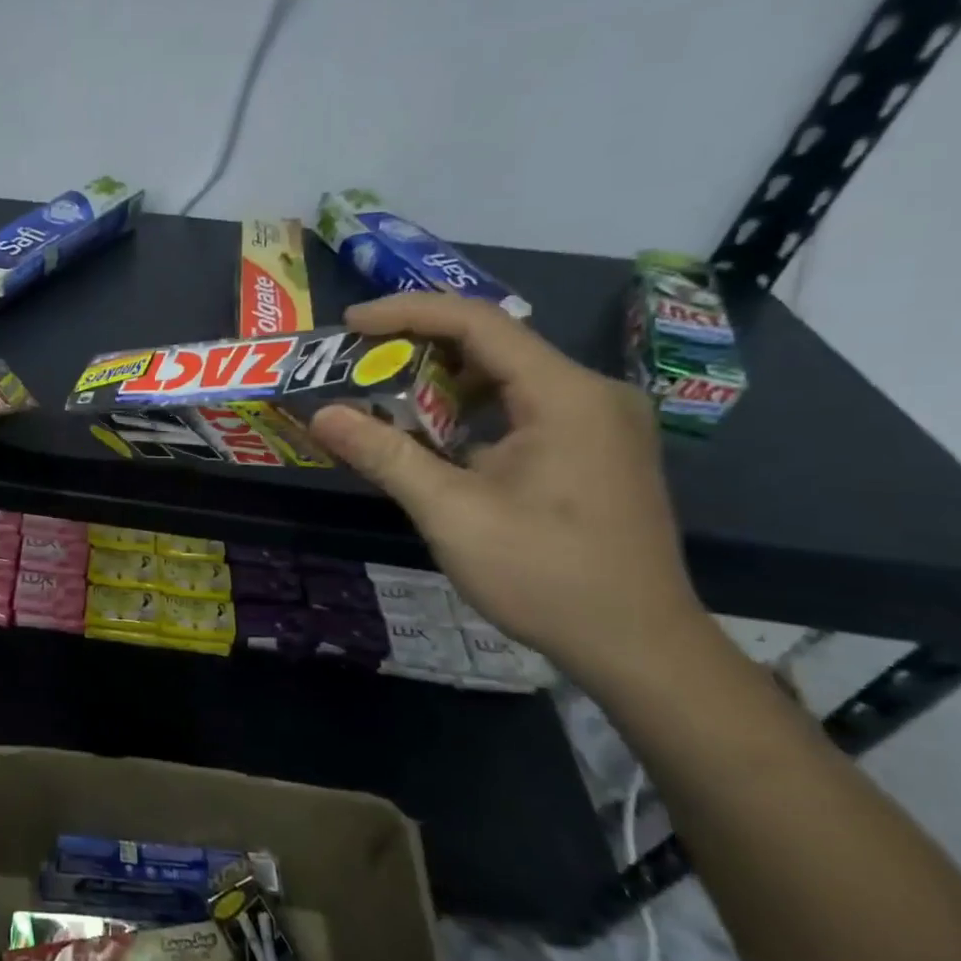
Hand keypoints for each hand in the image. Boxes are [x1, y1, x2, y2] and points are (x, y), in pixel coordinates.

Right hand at [309, 293, 712, 685]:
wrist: (639, 647)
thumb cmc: (546, 574)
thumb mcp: (452, 513)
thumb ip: (385, 455)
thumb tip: (321, 416)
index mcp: (566, 395)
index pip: (480, 322)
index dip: (408, 313)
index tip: (351, 324)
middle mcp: (590, 394)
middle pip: (494, 345)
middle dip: (420, 347)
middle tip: (358, 362)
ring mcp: (598, 424)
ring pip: (507, 378)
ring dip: (442, 382)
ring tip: (383, 397)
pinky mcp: (594, 451)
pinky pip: (521, 409)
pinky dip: (470, 413)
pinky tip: (434, 439)